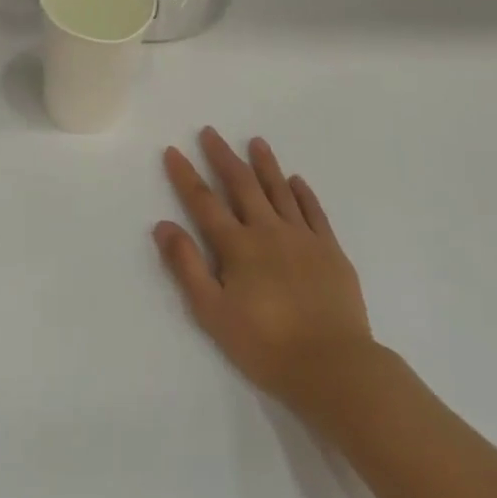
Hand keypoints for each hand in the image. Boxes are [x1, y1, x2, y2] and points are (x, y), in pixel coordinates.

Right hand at [155, 128, 373, 415]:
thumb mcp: (212, 312)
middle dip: (223, 157)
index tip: (173, 151)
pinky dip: (303, 193)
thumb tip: (163, 225)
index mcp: (238, 246)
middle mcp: (268, 231)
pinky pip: (314, 212)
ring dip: (265, 164)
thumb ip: (187, 266)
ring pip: (279, 190)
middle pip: (242, 185)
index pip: (204, 202)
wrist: (333, 366)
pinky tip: (296, 180)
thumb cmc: (265, 344)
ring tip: (256, 141)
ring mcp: (303, 237)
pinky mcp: (330, 250)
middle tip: (211, 132)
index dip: (186, 175)